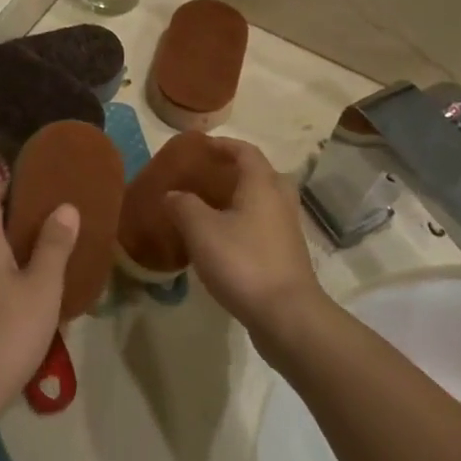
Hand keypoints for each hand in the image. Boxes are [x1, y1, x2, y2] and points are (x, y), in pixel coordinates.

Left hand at [0, 187, 76, 424]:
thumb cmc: (6, 332)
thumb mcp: (42, 287)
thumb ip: (54, 245)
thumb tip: (65, 206)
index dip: (8, 186)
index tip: (36, 187)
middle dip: (11, 216)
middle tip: (47, 219)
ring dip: (6, 247)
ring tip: (42, 253)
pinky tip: (23, 293)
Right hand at [163, 139, 323, 340]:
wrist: (287, 315)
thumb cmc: (243, 262)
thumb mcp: (201, 230)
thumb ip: (184, 205)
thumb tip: (173, 194)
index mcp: (262, 184)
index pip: (245, 151)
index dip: (223, 145)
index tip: (200, 146)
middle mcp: (280, 200)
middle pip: (260, 174)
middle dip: (234, 171)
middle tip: (208, 176)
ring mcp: (287, 229)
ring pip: (264, 201)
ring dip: (240, 198)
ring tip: (210, 207)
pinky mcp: (287, 254)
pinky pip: (264, 225)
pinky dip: (245, 222)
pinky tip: (223, 239)